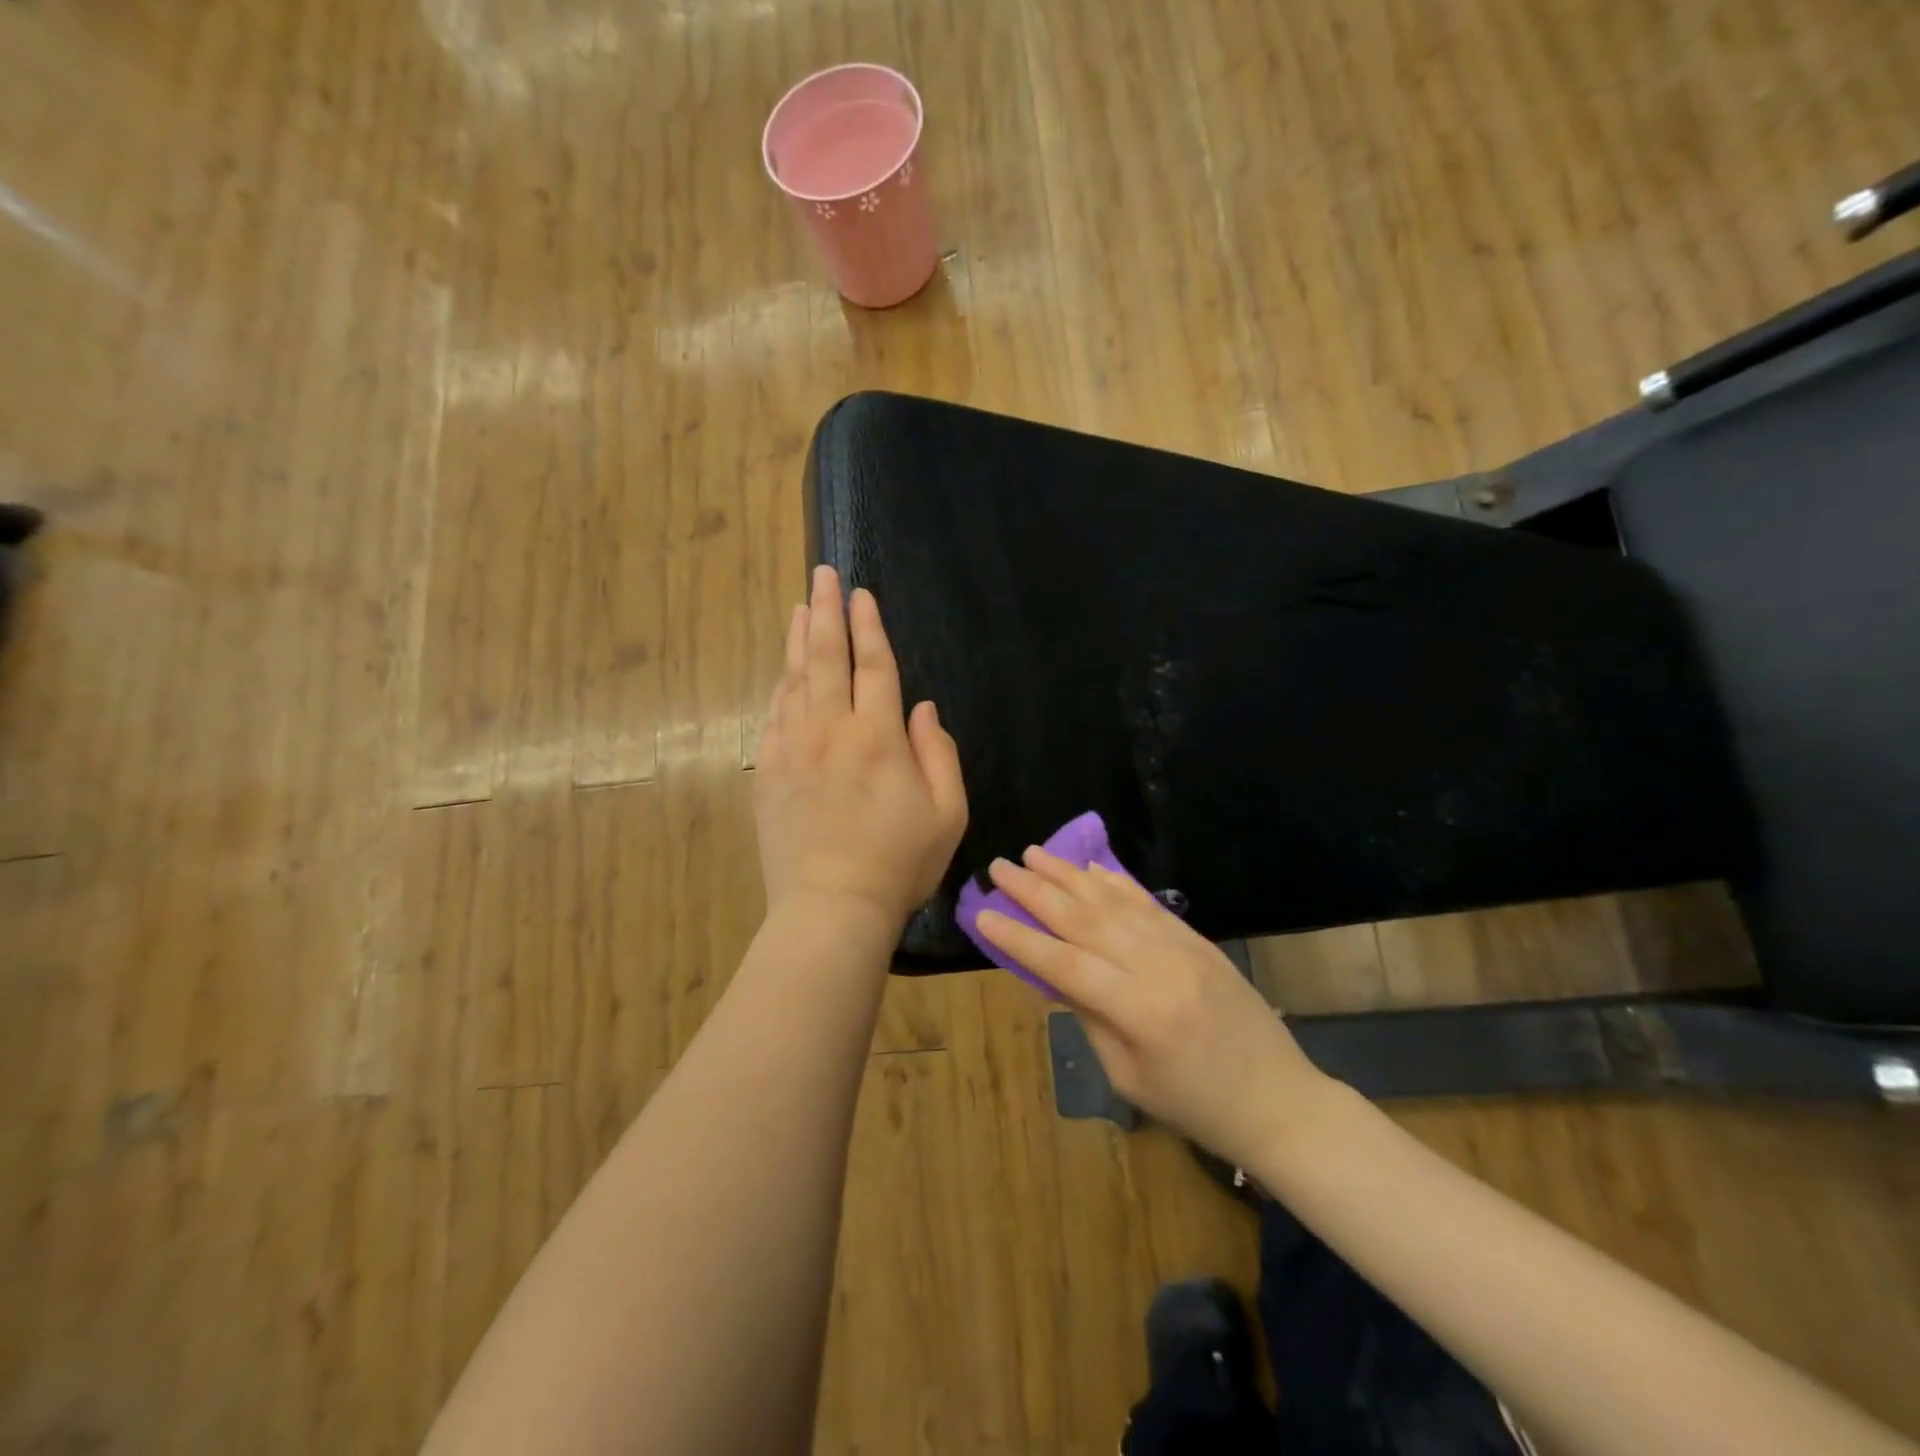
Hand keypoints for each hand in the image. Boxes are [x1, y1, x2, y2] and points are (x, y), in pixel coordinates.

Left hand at [753, 566, 968, 930]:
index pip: (873, 666)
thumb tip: (923, 709)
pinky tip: (784, 672)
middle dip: (826, 611)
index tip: (861, 593)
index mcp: (877, 737)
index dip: (868, 626)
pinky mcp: (768, 773)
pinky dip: (781, 687)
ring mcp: (792, 750)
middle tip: (821, 575)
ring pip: (794, 680)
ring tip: (800, 607)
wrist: (831, 908)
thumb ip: (939, 754)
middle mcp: (830, 731)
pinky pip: (774, 716)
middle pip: (826, 658)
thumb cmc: (899, 864)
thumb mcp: (947, 814)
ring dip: (798, 639)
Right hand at [977, 849, 1332, 1168]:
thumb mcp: (1129, 1076)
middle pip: (1084, 919)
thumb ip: (1089, 1017)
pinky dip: (1115, 882)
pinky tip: (1090, 868)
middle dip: (1036, 891)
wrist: (1279, 1101)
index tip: (982, 914)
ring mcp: (1182, 946)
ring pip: (1114, 901)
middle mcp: (1158, 966)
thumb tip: (1050, 973)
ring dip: (1069, 875)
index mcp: (1138, 1011)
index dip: (1019, 939)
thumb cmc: (1196, 1106)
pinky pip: (1148, 902)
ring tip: (1034, 854)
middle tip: (1000, 866)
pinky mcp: (1197, 939)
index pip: (1064, 963)